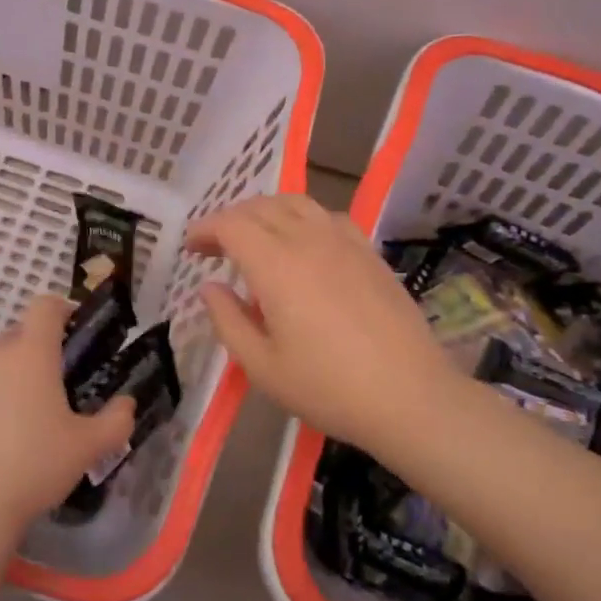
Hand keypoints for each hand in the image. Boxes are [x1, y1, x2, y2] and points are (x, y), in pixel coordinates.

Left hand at [0, 296, 134, 553]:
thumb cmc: (32, 467)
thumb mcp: (88, 448)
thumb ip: (116, 421)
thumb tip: (126, 404)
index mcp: (30, 354)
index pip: (45, 306)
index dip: (62, 309)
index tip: (74, 330)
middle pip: (16, 337)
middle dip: (36, 353)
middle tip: (53, 390)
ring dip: (5, 382)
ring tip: (18, 424)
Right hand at [186, 195, 459, 453]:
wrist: (409, 396)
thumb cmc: (328, 388)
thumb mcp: (262, 367)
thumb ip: (228, 321)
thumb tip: (210, 287)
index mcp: (276, 266)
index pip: (232, 225)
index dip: (206, 229)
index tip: (191, 247)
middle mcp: (309, 240)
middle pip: (262, 207)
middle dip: (231, 219)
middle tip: (215, 246)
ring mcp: (344, 242)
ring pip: (297, 203)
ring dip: (266, 211)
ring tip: (255, 236)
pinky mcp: (369, 253)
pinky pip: (328, 216)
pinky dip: (303, 218)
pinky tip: (304, 243)